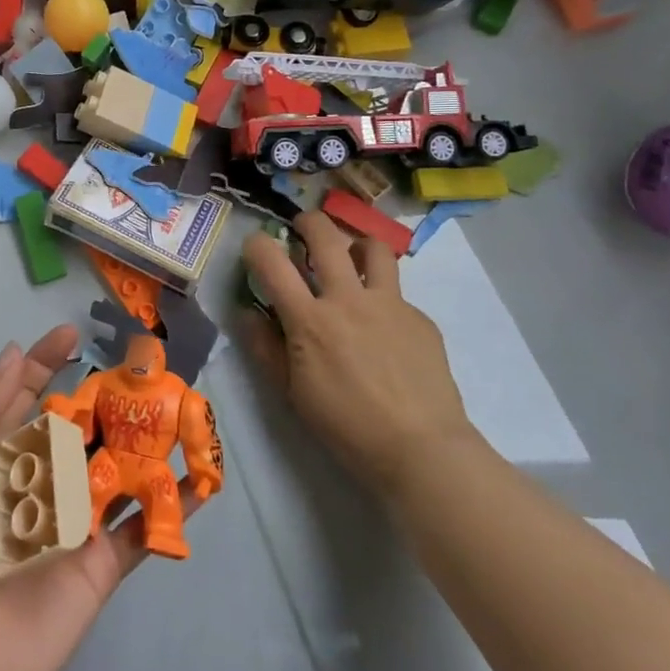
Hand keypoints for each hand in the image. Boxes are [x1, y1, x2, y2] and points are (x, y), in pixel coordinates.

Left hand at [0, 326, 194, 670]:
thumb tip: (14, 353)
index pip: (23, 398)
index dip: (45, 364)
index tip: (71, 333)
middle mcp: (36, 484)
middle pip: (76, 427)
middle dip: (104, 394)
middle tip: (141, 363)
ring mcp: (73, 523)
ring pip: (115, 468)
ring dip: (144, 437)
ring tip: (177, 402)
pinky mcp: (101, 564)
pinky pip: (141, 526)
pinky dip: (172, 503)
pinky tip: (200, 477)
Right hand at [240, 212, 472, 497]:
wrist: (421, 448)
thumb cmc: (346, 426)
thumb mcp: (292, 393)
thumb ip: (266, 348)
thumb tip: (248, 314)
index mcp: (310, 319)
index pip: (272, 263)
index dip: (258, 245)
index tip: (255, 246)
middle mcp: (348, 299)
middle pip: (326, 236)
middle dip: (308, 222)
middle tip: (302, 227)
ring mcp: (390, 304)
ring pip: (373, 248)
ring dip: (356, 245)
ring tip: (351, 258)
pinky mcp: (420, 317)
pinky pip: (397, 293)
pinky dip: (382, 297)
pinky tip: (384, 327)